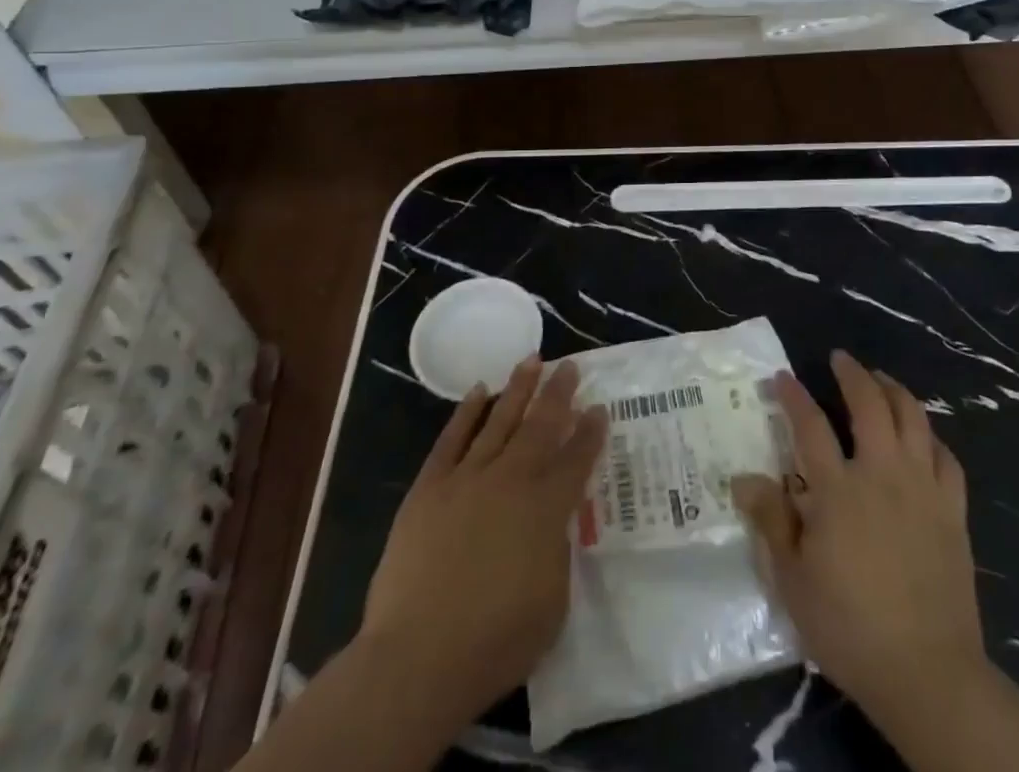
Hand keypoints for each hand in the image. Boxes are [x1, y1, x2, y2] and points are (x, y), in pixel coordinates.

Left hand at [356, 356, 607, 726]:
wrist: (419, 657)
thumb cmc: (495, 641)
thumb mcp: (553, 603)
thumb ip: (557, 552)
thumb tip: (553, 524)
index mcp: (546, 509)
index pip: (577, 460)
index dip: (591, 432)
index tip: (600, 408)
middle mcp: (511, 481)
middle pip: (541, 427)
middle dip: (558, 394)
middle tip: (570, 366)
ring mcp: (467, 479)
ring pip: (498, 420)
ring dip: (517, 389)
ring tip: (531, 360)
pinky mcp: (429, 488)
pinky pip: (452, 439)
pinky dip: (466, 412)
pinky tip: (478, 391)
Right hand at [734, 351, 982, 728]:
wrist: (928, 673)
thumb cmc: (850, 627)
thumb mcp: (794, 581)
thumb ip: (771, 522)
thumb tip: (743, 478)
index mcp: (838, 490)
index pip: (810, 425)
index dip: (793, 395)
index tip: (781, 377)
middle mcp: (882, 474)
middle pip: (870, 404)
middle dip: (853, 373)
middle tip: (841, 359)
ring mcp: (923, 489)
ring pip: (913, 419)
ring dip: (895, 391)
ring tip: (882, 380)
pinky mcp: (953, 511)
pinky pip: (947, 458)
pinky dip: (932, 438)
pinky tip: (923, 437)